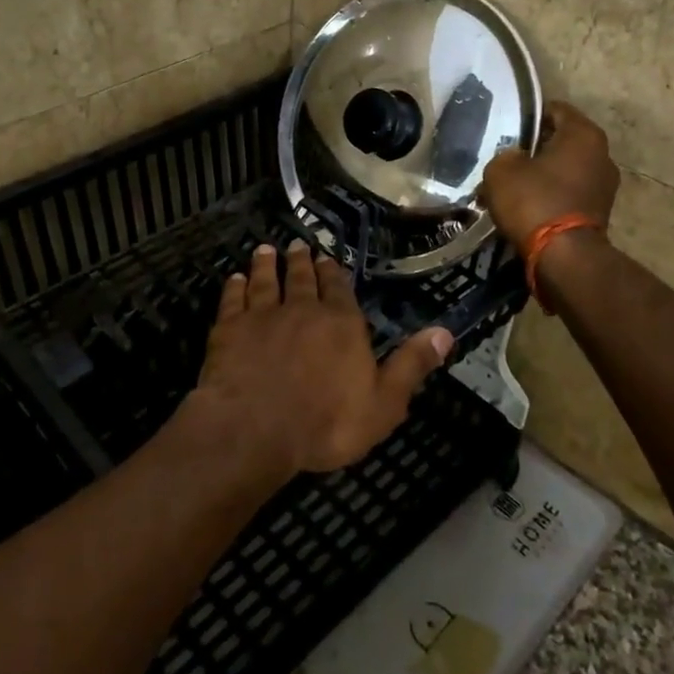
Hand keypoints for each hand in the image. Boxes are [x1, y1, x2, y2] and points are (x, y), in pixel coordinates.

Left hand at [187, 240, 452, 476]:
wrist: (255, 428)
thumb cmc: (325, 422)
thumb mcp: (383, 403)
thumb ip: (410, 366)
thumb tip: (445, 332)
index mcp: (341, 324)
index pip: (339, 290)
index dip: (333, 273)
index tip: (327, 258)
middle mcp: (302, 309)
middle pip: (302, 278)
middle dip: (301, 261)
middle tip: (297, 245)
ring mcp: (262, 315)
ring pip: (265, 281)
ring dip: (266, 265)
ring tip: (265, 250)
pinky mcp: (229, 329)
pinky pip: (232, 300)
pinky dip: (234, 287)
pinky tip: (234, 279)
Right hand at [478, 100, 619, 246]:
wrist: (564, 257)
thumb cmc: (534, 201)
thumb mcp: (501, 170)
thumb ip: (505, 155)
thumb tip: (514, 159)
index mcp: (584, 134)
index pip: (556, 109)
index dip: (530, 116)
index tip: (509, 127)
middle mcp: (603, 154)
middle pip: (563, 141)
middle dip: (536, 149)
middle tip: (508, 158)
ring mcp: (606, 186)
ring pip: (566, 170)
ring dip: (544, 176)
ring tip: (515, 187)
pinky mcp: (601, 213)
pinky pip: (570, 194)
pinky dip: (552, 197)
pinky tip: (528, 208)